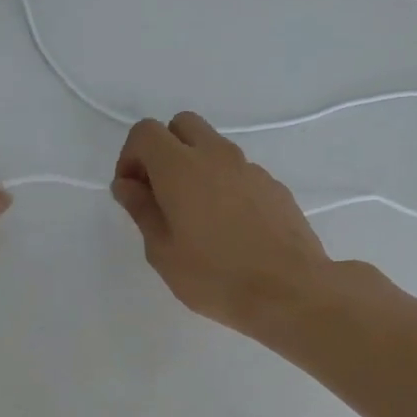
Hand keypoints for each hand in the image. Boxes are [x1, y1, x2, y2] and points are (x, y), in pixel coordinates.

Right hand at [111, 113, 331, 334]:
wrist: (289, 291)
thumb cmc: (215, 277)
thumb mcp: (163, 253)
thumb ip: (142, 211)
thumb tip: (127, 185)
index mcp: (181, 168)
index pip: (145, 132)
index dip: (130, 157)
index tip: (131, 193)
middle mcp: (216, 156)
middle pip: (181, 125)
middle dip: (163, 150)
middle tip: (159, 194)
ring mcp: (249, 168)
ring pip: (212, 147)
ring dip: (193, 167)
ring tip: (193, 217)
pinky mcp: (273, 185)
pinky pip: (237, 171)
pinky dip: (222, 184)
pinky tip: (227, 228)